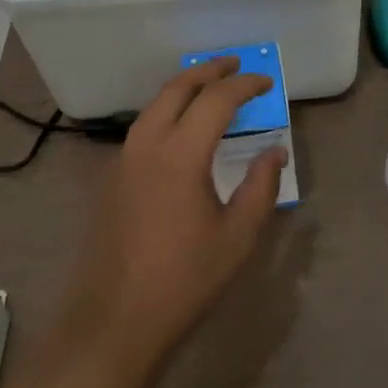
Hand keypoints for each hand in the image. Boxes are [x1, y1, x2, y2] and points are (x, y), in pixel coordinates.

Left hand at [53, 57, 285, 371]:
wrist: (113, 322)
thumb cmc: (183, 281)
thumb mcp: (236, 239)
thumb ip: (260, 188)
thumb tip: (275, 151)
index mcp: (180, 153)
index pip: (216, 100)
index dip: (244, 85)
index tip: (267, 82)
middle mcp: (147, 143)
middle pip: (178, 87)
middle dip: (209, 71)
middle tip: (235, 65)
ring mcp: (123, 158)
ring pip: (155, 104)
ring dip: (185, 87)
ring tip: (210, 88)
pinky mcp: (111, 176)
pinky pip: (143, 126)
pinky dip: (167, 110)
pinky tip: (181, 128)